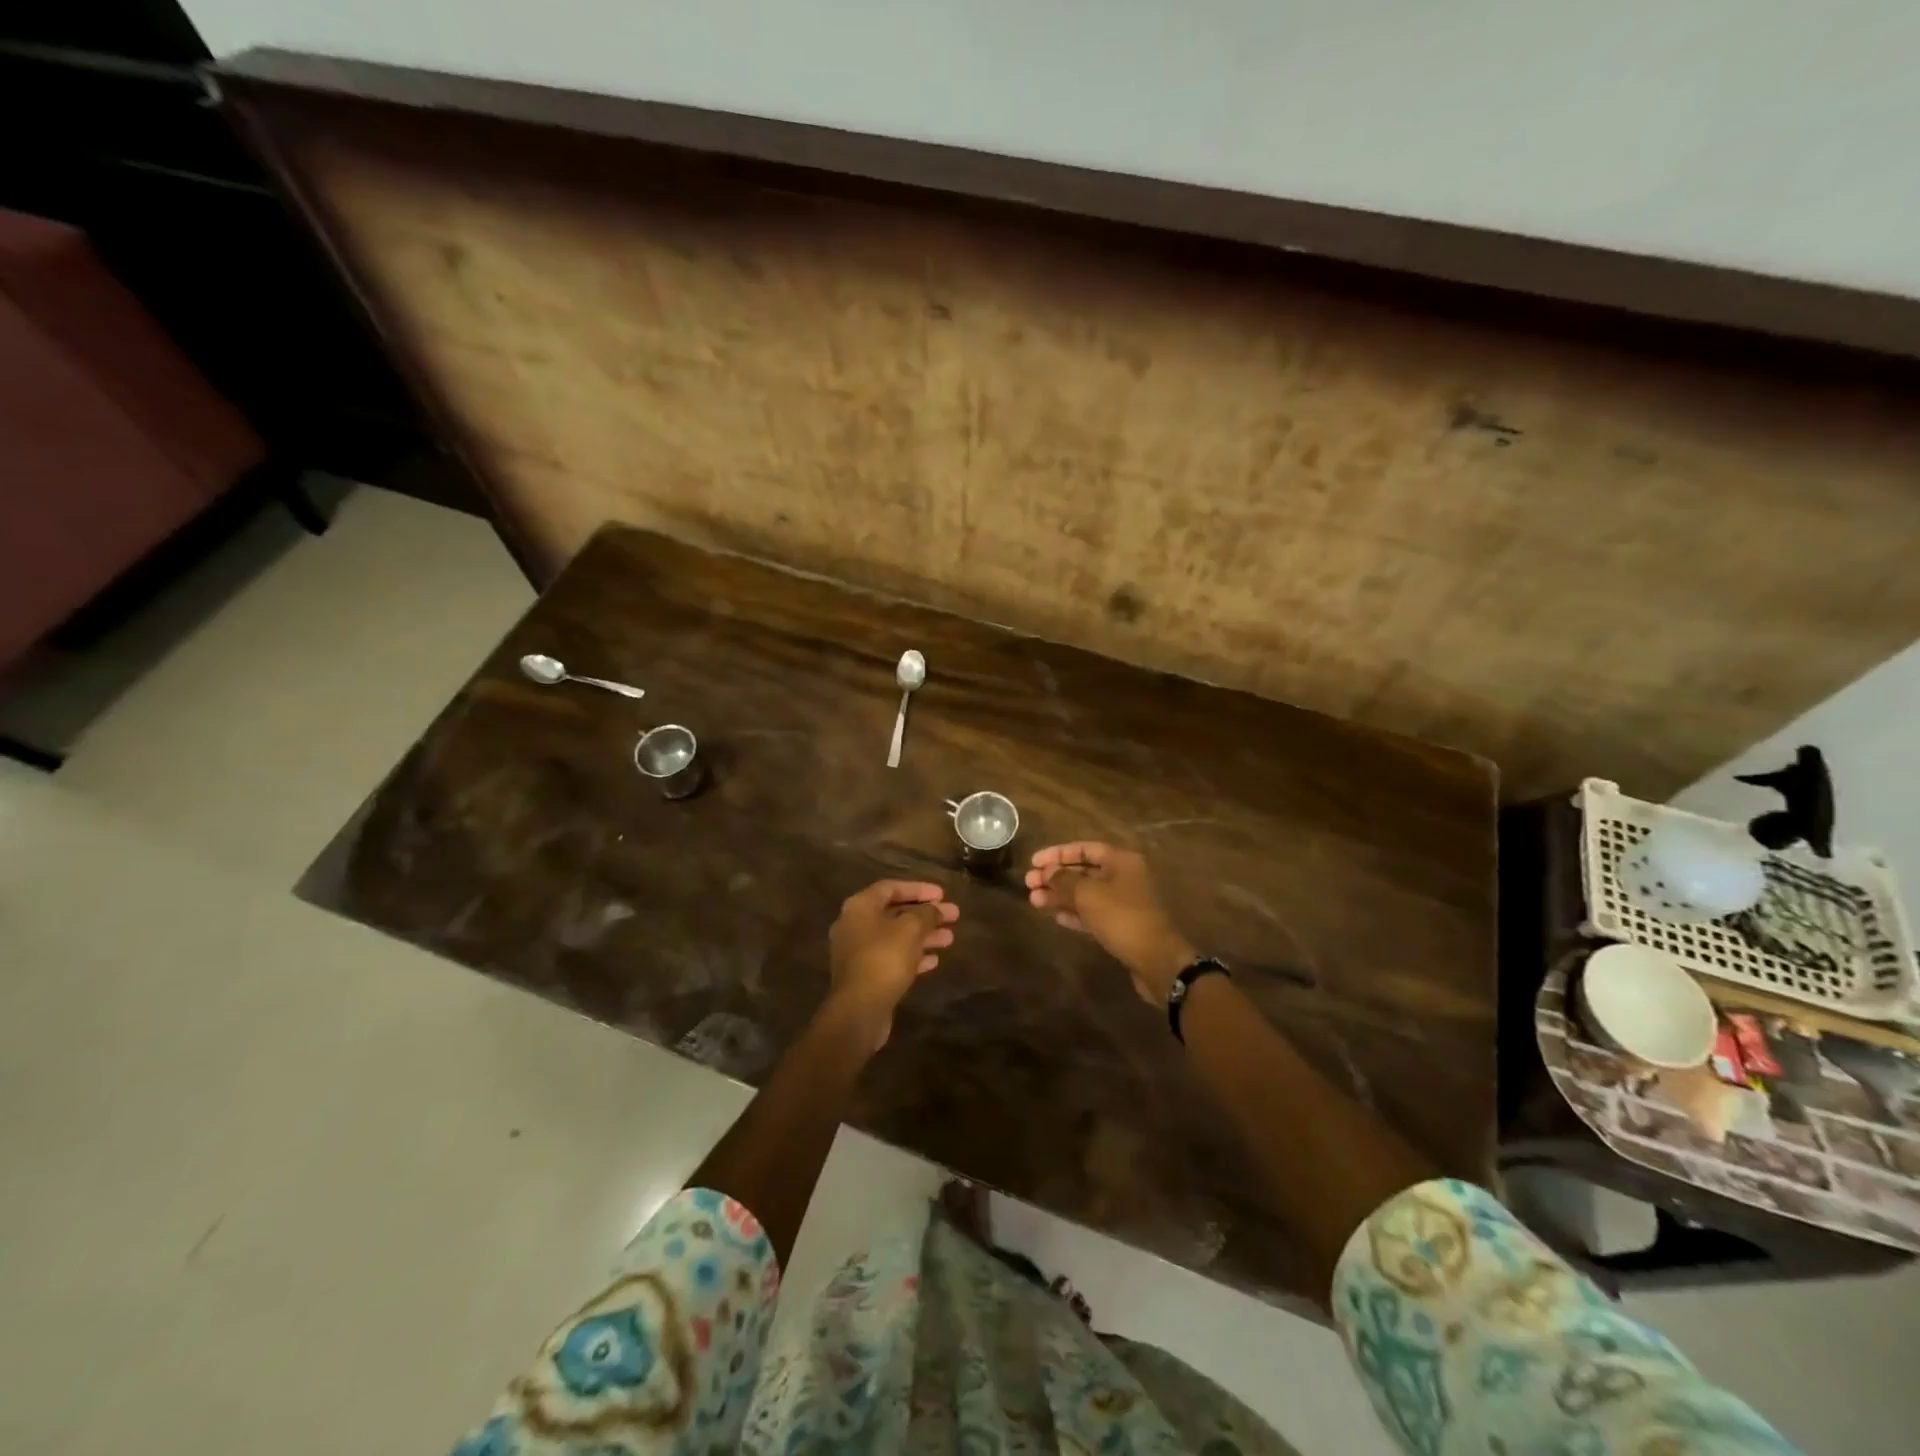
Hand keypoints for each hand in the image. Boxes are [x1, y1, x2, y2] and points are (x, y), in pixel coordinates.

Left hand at [826, 879, 958, 1047]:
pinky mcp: (864, 976)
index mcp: (859, 907)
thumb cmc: (884, 959)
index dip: (919, 889)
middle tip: (953, 916)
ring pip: (895, 937)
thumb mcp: (911, 929)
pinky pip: (891, 958)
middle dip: (925, 914)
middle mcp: (854, 925)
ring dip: (923, 936)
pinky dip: (912, 956)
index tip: (943, 895)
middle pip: (895, 913)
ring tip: (950, 939)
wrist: (859, 1010)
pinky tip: (934, 961)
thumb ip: (926, 914)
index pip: (891, 887)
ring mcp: (857, 952)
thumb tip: (936, 909)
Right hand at [1026, 843, 1196, 1005]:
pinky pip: (1092, 913)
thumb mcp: (1088, 894)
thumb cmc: (1121, 917)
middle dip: (1055, 877)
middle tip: (1029, 883)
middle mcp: (1123, 877)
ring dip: (1060, 896)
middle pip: (1083, 871)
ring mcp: (1123, 903)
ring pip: (1085, 894)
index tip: (1033, 862)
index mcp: (1120, 861)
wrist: (1155, 959)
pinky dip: (1073, 913)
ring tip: (1034, 901)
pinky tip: (1054, 916)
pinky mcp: (1120, 926)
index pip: (1084, 848)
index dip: (1057, 854)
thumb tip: (1047, 872)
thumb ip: (1064, 880)